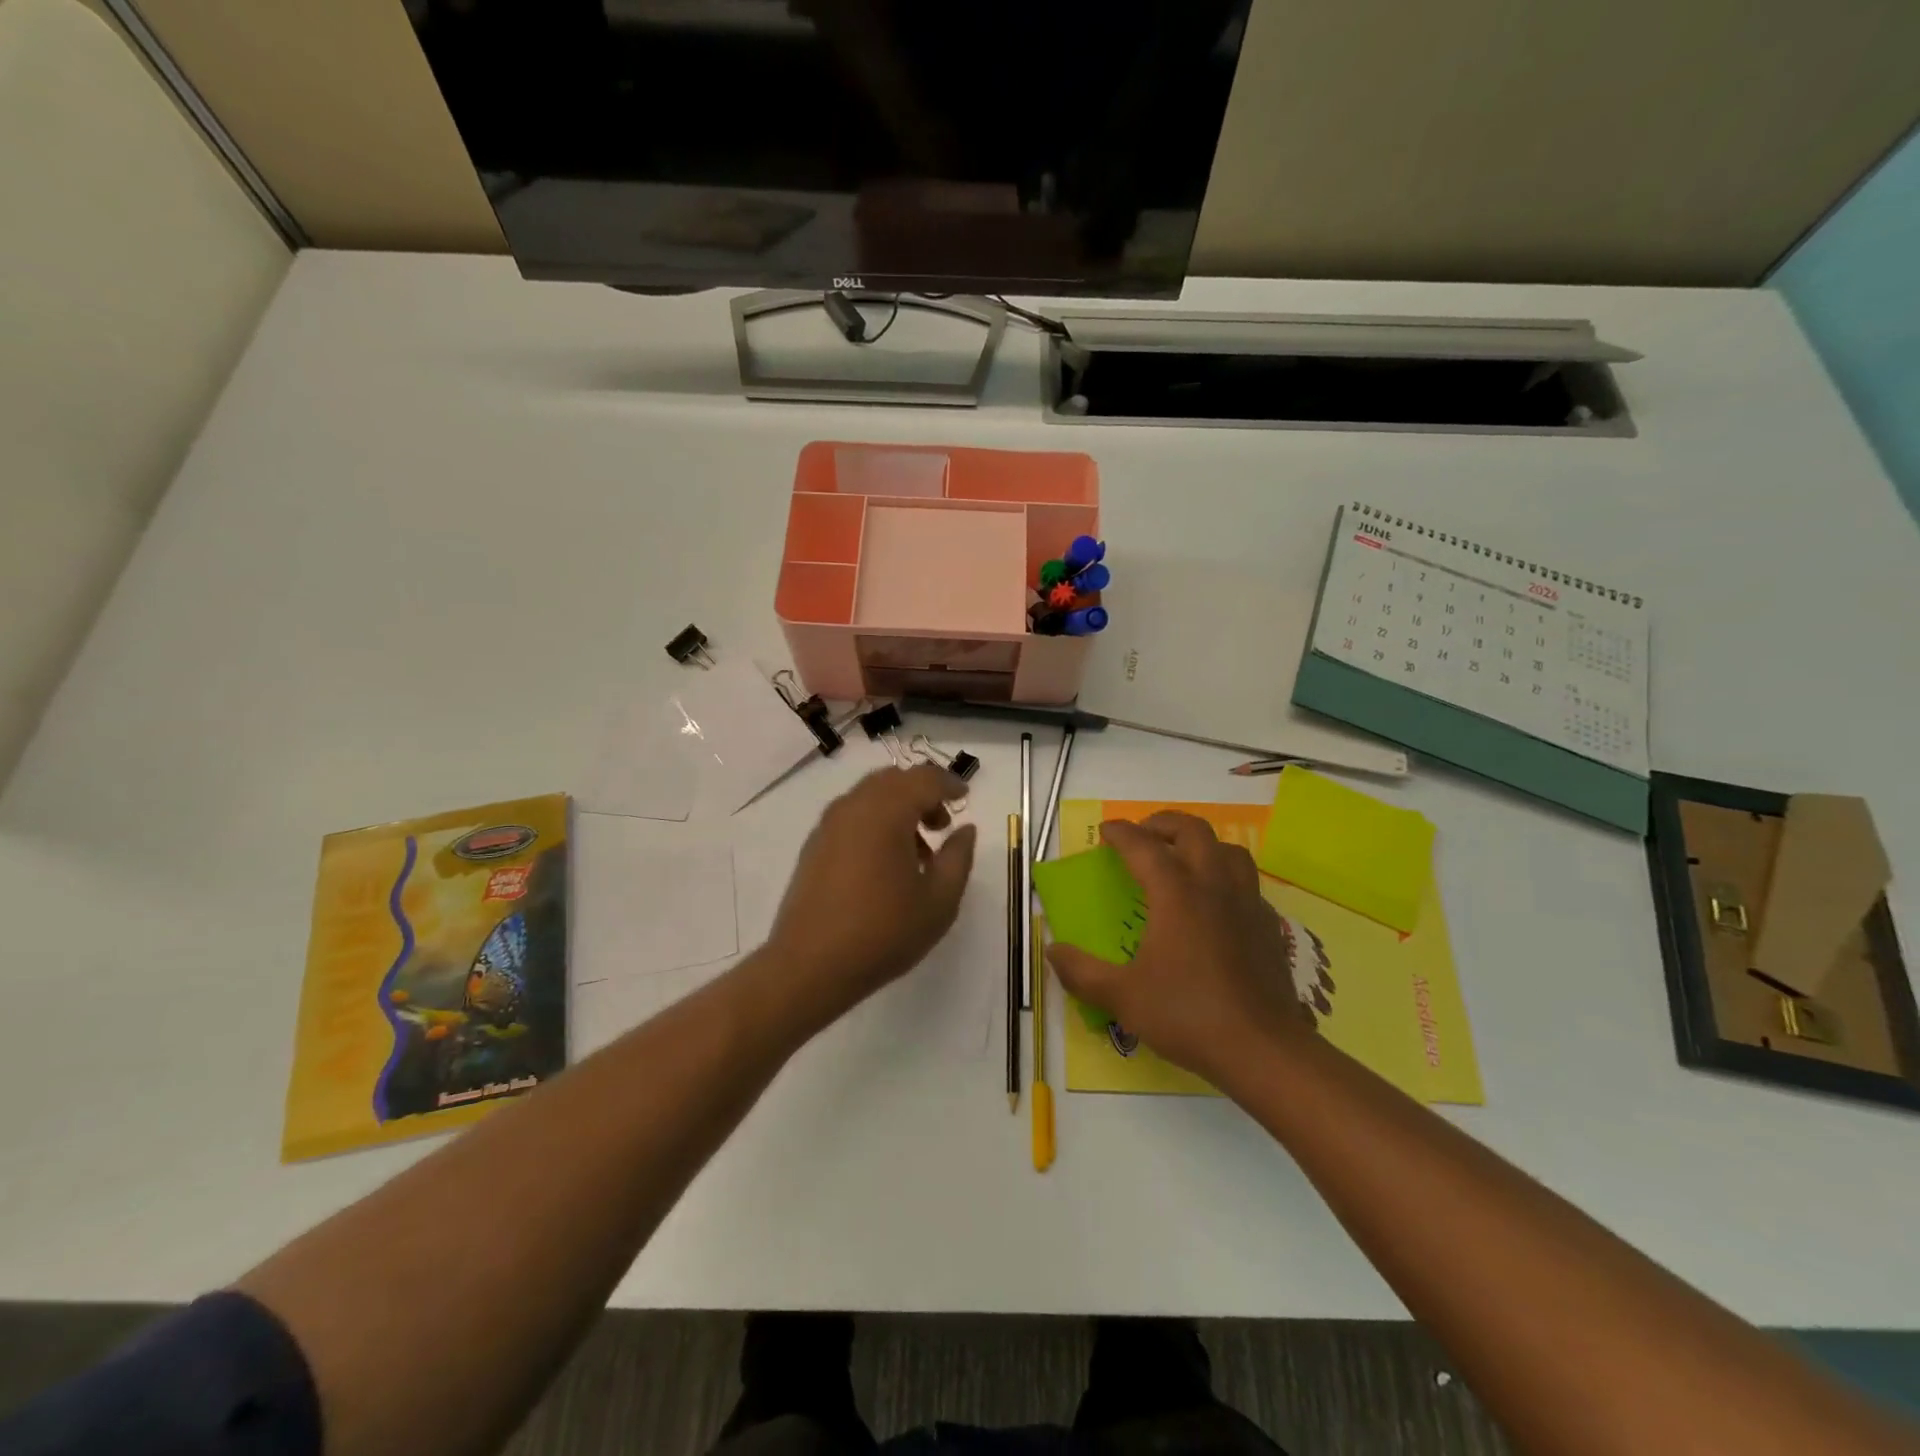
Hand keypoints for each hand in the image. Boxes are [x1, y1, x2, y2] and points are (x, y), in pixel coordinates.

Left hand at [758, 764, 976, 1034]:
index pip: (923, 779)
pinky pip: (852, 816)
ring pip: (870, 796)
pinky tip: (884, 863)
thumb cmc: (883, 932)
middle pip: (894, 780)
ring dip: (898, 809)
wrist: (810, 966)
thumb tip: (965, 830)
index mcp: (886, 812)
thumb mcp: (939, 901)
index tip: (965, 798)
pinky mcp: (814, 845)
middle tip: (942, 825)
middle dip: (922, 793)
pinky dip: (875, 822)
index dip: (949, 784)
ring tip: (917, 852)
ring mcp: (828, 825)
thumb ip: (958, 858)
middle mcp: (854, 807)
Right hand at [1046, 813, 1310, 1086]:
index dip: (1120, 833)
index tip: (1105, 831)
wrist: (1263, 1049)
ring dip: (1202, 843)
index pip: (1143, 846)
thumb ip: (1082, 972)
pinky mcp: (1268, 926)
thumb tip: (1052, 950)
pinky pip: (1247, 883)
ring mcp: (1246, 903)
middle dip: (1163, 823)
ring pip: (1229, 849)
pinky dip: (1226, 877)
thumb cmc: (1188, 1014)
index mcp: (1176, 893)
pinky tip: (1216, 903)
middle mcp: (1213, 885)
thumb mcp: (1123, 997)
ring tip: (1182, 859)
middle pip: (1193, 831)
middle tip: (1143, 835)